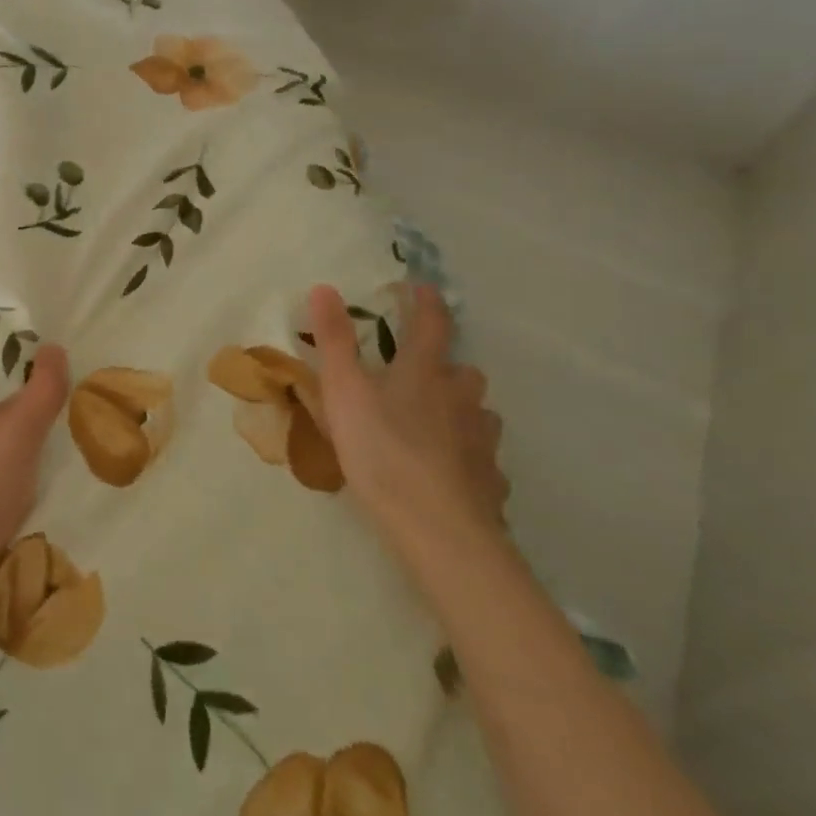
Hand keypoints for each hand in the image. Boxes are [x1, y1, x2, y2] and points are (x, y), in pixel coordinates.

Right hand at [306, 282, 507, 567]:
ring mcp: (482, 441)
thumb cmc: (381, 450)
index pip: (432, 324)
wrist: (437, 528)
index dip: (426, 302)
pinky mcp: (491, 481)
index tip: (421, 288)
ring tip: (435, 425)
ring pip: (478, 414)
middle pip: (464, 370)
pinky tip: (450, 474)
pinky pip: (482, 460)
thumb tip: (324, 287)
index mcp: (425, 371)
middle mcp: (462, 398)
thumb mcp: (343, 390)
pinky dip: (468, 458)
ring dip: (460, 410)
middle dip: (446, 366)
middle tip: (420, 374)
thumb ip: (334, 340)